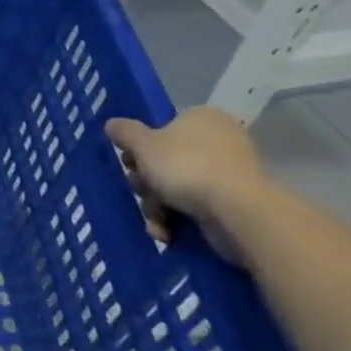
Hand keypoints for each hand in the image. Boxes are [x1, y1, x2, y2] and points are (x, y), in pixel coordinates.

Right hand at [105, 107, 267, 250]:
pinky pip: (197, 207)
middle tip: (140, 191)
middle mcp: (220, 141)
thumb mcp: (142, 144)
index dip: (140, 147)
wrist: (237, 212)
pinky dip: (178, 220)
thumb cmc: (186, 166)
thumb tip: (113, 124)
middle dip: (147, 183)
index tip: (130, 163)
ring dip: (158, 206)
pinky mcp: (236, 203)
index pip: (163, 128)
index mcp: (202, 118)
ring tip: (156, 220)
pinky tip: (167, 232)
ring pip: (178, 187)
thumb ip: (124, 132)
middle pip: (166, 161)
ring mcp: (231, 173)